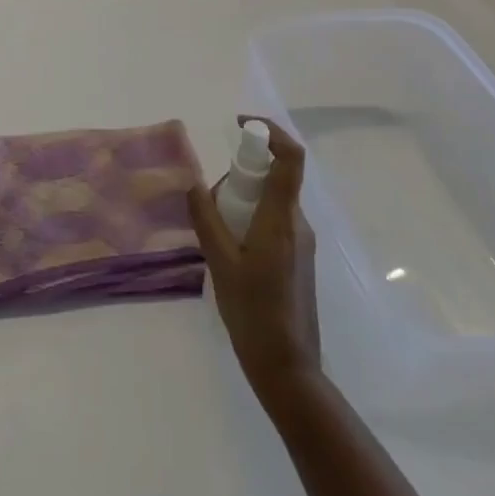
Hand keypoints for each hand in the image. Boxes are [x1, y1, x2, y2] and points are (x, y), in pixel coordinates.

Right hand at [189, 116, 321, 403]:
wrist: (288, 369)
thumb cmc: (254, 313)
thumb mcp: (221, 263)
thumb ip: (206, 219)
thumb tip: (193, 184)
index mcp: (282, 218)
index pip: (290, 158)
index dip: (270, 132)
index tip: (241, 126)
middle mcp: (298, 223)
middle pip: (274, 177)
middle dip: (240, 175)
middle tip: (210, 199)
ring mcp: (301, 242)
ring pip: (271, 201)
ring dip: (242, 201)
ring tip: (214, 232)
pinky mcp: (297, 258)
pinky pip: (273, 221)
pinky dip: (249, 220)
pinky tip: (228, 250)